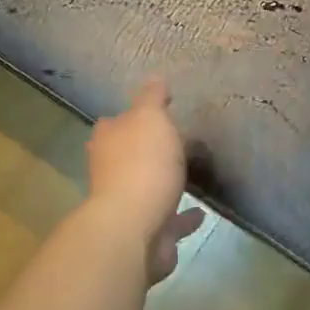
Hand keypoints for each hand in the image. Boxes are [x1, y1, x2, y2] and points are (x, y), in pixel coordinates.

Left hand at [87, 78, 205, 282]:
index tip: (159, 112)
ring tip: (190, 176)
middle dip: (148, 151)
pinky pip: (169, 220)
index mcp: (109, 141)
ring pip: (148, 188)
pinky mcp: (146, 232)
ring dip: (164, 183)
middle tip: (177, 144)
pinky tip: (200, 212)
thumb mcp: (150, 119)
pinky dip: (183, 216)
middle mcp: (111, 171)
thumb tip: (156, 77)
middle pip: (129, 155)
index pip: (117, 122)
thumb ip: (153, 98)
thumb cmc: (142, 164)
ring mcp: (127, 204)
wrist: (135, 227)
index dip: (135, 116)